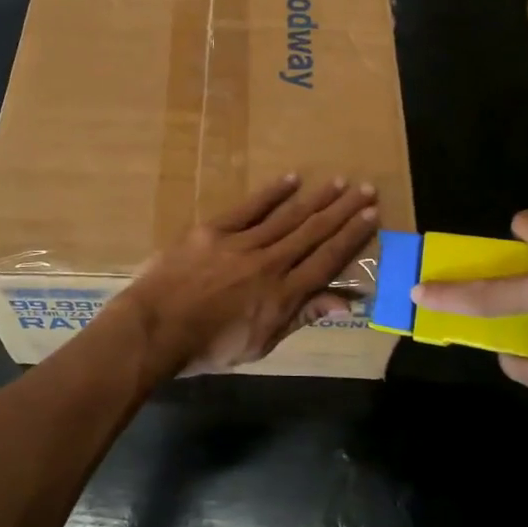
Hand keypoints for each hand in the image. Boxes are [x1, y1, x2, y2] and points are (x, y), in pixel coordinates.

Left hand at [114, 174, 378, 378]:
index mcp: (283, 295)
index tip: (372, 215)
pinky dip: (272, 193)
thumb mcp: (260, 344)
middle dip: (343, 210)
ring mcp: (241, 243)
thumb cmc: (208, 347)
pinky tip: (291, 179)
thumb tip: (344, 302)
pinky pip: (249, 207)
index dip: (352, 237)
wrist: (156, 329)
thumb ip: (301, 317)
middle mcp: (270, 263)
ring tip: (339, 182)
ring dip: (316, 198)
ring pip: (287, 216)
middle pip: (314, 232)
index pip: (327, 260)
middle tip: (366, 189)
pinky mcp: (214, 230)